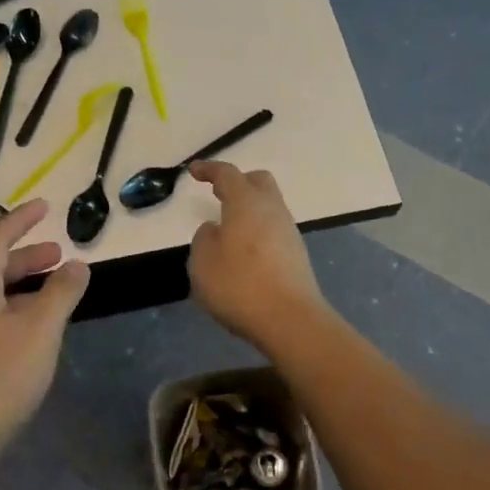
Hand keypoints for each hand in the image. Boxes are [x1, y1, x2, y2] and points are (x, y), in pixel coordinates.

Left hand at [0, 198, 89, 461]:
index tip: (45, 206)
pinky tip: (32, 338)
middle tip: (59, 256)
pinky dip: (14, 314)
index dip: (20, 219)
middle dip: (27, 257)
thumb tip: (77, 264)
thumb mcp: (39, 331)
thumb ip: (61, 294)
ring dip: (22, 289)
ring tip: (54, 297)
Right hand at [188, 161, 326, 350]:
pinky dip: (257, 232)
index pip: (228, 174)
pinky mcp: (296, 255)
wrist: (290, 320)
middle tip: (218, 193)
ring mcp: (288, 232)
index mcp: (246, 203)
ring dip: (248, 211)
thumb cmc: (239, 285)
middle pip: (258, 182)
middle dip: (238, 182)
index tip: (193, 171)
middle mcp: (272, 210)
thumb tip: (216, 230)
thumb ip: (204, 239)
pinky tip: (243, 253)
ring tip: (227, 229)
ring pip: (268, 207)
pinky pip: (273, 230)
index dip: (209, 169)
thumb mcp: (203, 262)